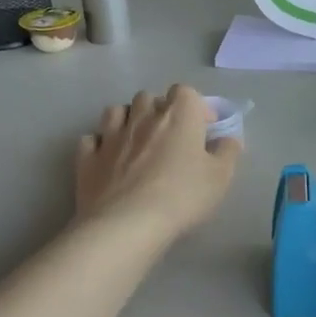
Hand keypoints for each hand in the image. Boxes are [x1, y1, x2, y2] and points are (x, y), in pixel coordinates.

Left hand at [75, 85, 239, 238]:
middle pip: (149, 97)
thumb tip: (228, 139)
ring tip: (137, 141)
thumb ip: (228, 153)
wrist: (127, 224)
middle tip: (170, 136)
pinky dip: (100, 144)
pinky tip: (108, 158)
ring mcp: (111, 136)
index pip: (186, 92)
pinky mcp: (88, 158)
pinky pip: (91, 139)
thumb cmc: (182, 196)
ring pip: (116, 111)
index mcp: (178, 116)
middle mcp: (143, 117)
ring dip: (127, 119)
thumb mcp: (220, 177)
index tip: (204, 128)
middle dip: (160, 110)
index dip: (196, 107)